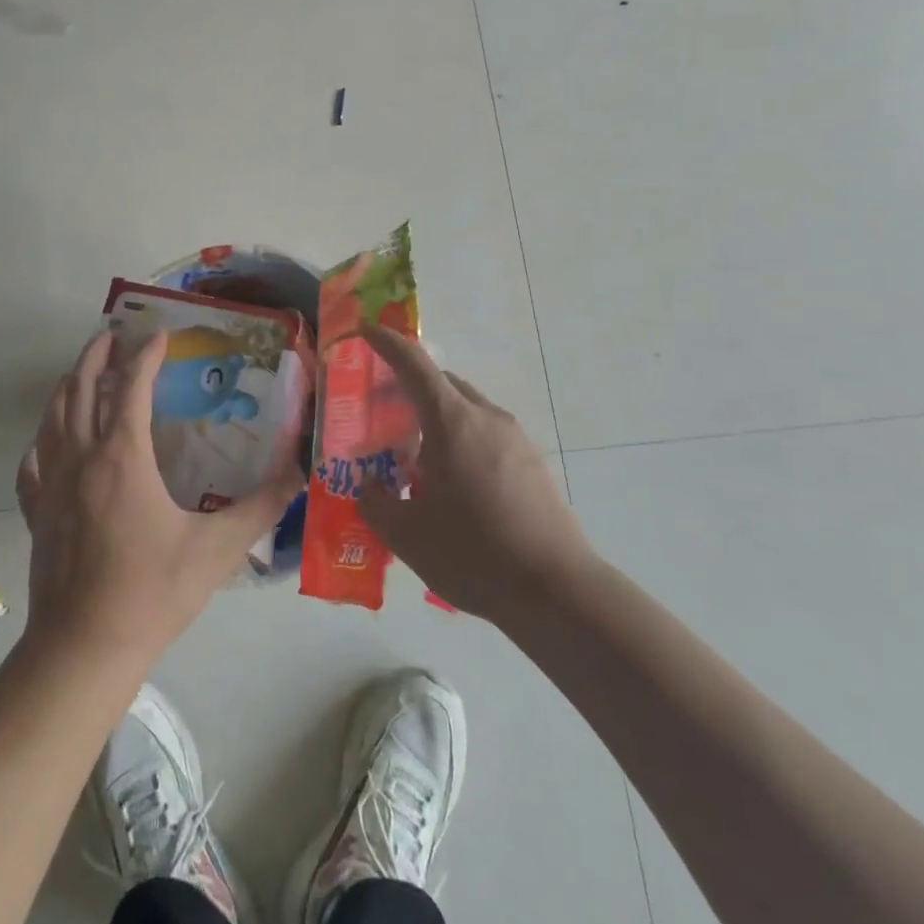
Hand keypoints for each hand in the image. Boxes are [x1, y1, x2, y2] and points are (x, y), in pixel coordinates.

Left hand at [15, 330, 303, 666]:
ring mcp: (52, 483)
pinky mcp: (37, 511)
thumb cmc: (153, 591)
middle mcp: (82, 457)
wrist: (85, 647)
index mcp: (122, 456)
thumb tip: (301, 470)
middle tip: (113, 333)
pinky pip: (33, 462)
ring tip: (83, 370)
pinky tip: (47, 442)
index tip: (161, 335)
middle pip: (82, 388)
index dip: (146, 355)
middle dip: (98, 355)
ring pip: (53, 416)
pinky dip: (42, 441)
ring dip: (69, 385)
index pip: (132, 386)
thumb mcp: (218, 548)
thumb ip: (263, 505)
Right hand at [358, 325, 596, 622]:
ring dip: (437, 418)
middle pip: (442, 384)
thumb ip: (375, 502)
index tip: (363, 330)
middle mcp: (486, 418)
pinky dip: (461, 441)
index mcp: (452, 422)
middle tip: (382, 413)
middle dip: (409, 387)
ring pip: (466, 410)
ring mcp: (516, 440)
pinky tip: (453, 485)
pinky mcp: (534, 465)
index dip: (386, 342)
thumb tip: (367, 487)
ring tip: (416, 459)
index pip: (413, 364)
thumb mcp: (406, 534)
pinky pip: (487, 435)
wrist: (559, 593)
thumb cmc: (474, 553)